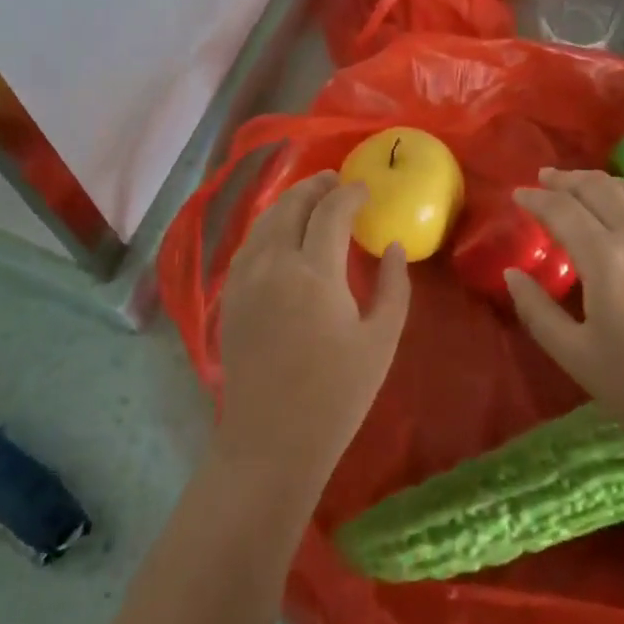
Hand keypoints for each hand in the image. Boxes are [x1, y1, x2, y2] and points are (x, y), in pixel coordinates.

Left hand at [213, 172, 410, 503]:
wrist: (270, 442)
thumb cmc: (336, 396)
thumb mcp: (380, 341)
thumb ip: (393, 286)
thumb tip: (393, 246)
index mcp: (315, 272)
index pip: (332, 211)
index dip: (350, 194)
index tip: (366, 190)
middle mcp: (274, 263)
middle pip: (292, 205)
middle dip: (316, 186)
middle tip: (336, 181)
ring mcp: (246, 278)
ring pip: (266, 220)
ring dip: (290, 202)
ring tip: (312, 198)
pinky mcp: (231, 296)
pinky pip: (250, 244)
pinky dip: (270, 225)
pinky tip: (283, 233)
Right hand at [508, 169, 623, 451]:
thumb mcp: (576, 356)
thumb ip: (537, 311)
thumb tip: (512, 274)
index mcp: (606, 258)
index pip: (562, 210)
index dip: (536, 198)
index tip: (518, 195)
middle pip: (598, 188)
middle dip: (566, 179)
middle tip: (544, 179)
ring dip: (600, 182)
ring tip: (581, 185)